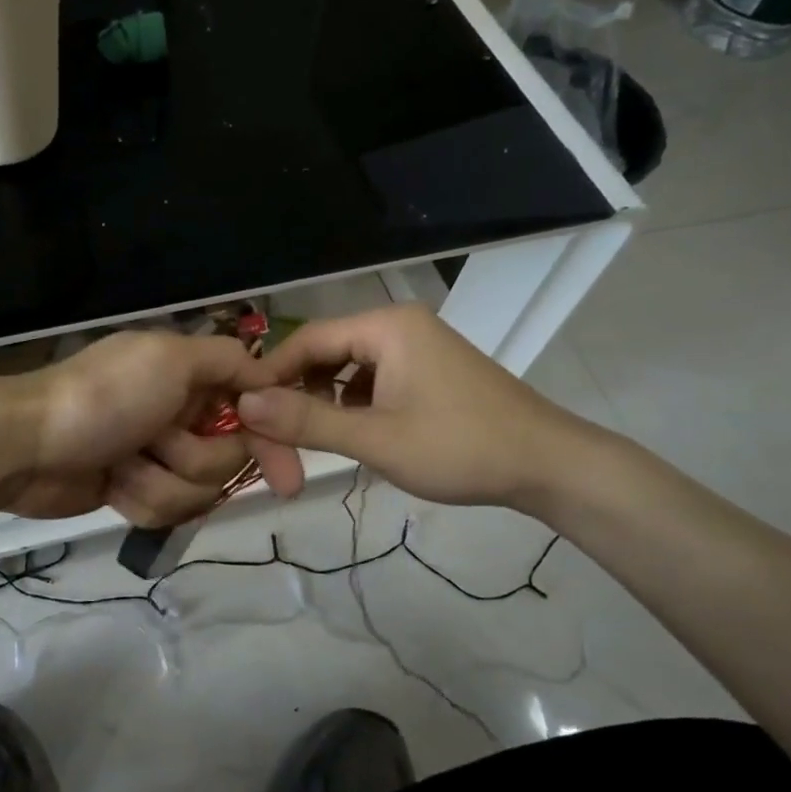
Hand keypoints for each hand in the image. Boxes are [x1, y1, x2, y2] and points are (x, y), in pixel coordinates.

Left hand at [0, 330, 285, 526]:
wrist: (26, 447)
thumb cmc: (104, 397)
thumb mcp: (170, 359)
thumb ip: (229, 361)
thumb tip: (272, 376)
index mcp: (192, 376)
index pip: (255, 409)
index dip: (272, 442)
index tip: (288, 479)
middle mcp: (181, 412)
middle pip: (229, 458)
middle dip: (193, 458)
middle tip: (157, 442)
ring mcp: (157, 454)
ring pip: (198, 490)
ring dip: (159, 481)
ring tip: (122, 464)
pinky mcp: (136, 489)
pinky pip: (166, 510)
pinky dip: (138, 498)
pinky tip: (110, 484)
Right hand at [234, 305, 595, 512]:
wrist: (548, 465)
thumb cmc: (460, 447)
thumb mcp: (376, 439)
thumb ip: (306, 421)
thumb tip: (244, 404)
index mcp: (386, 327)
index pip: (307, 339)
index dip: (270, 374)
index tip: (242, 412)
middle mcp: (398, 326)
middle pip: (327, 352)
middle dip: (298, 392)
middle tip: (274, 437)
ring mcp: (417, 348)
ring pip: (349, 369)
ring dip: (325, 402)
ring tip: (308, 441)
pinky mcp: (429, 371)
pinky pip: (374, 380)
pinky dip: (354, 405)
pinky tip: (350, 435)